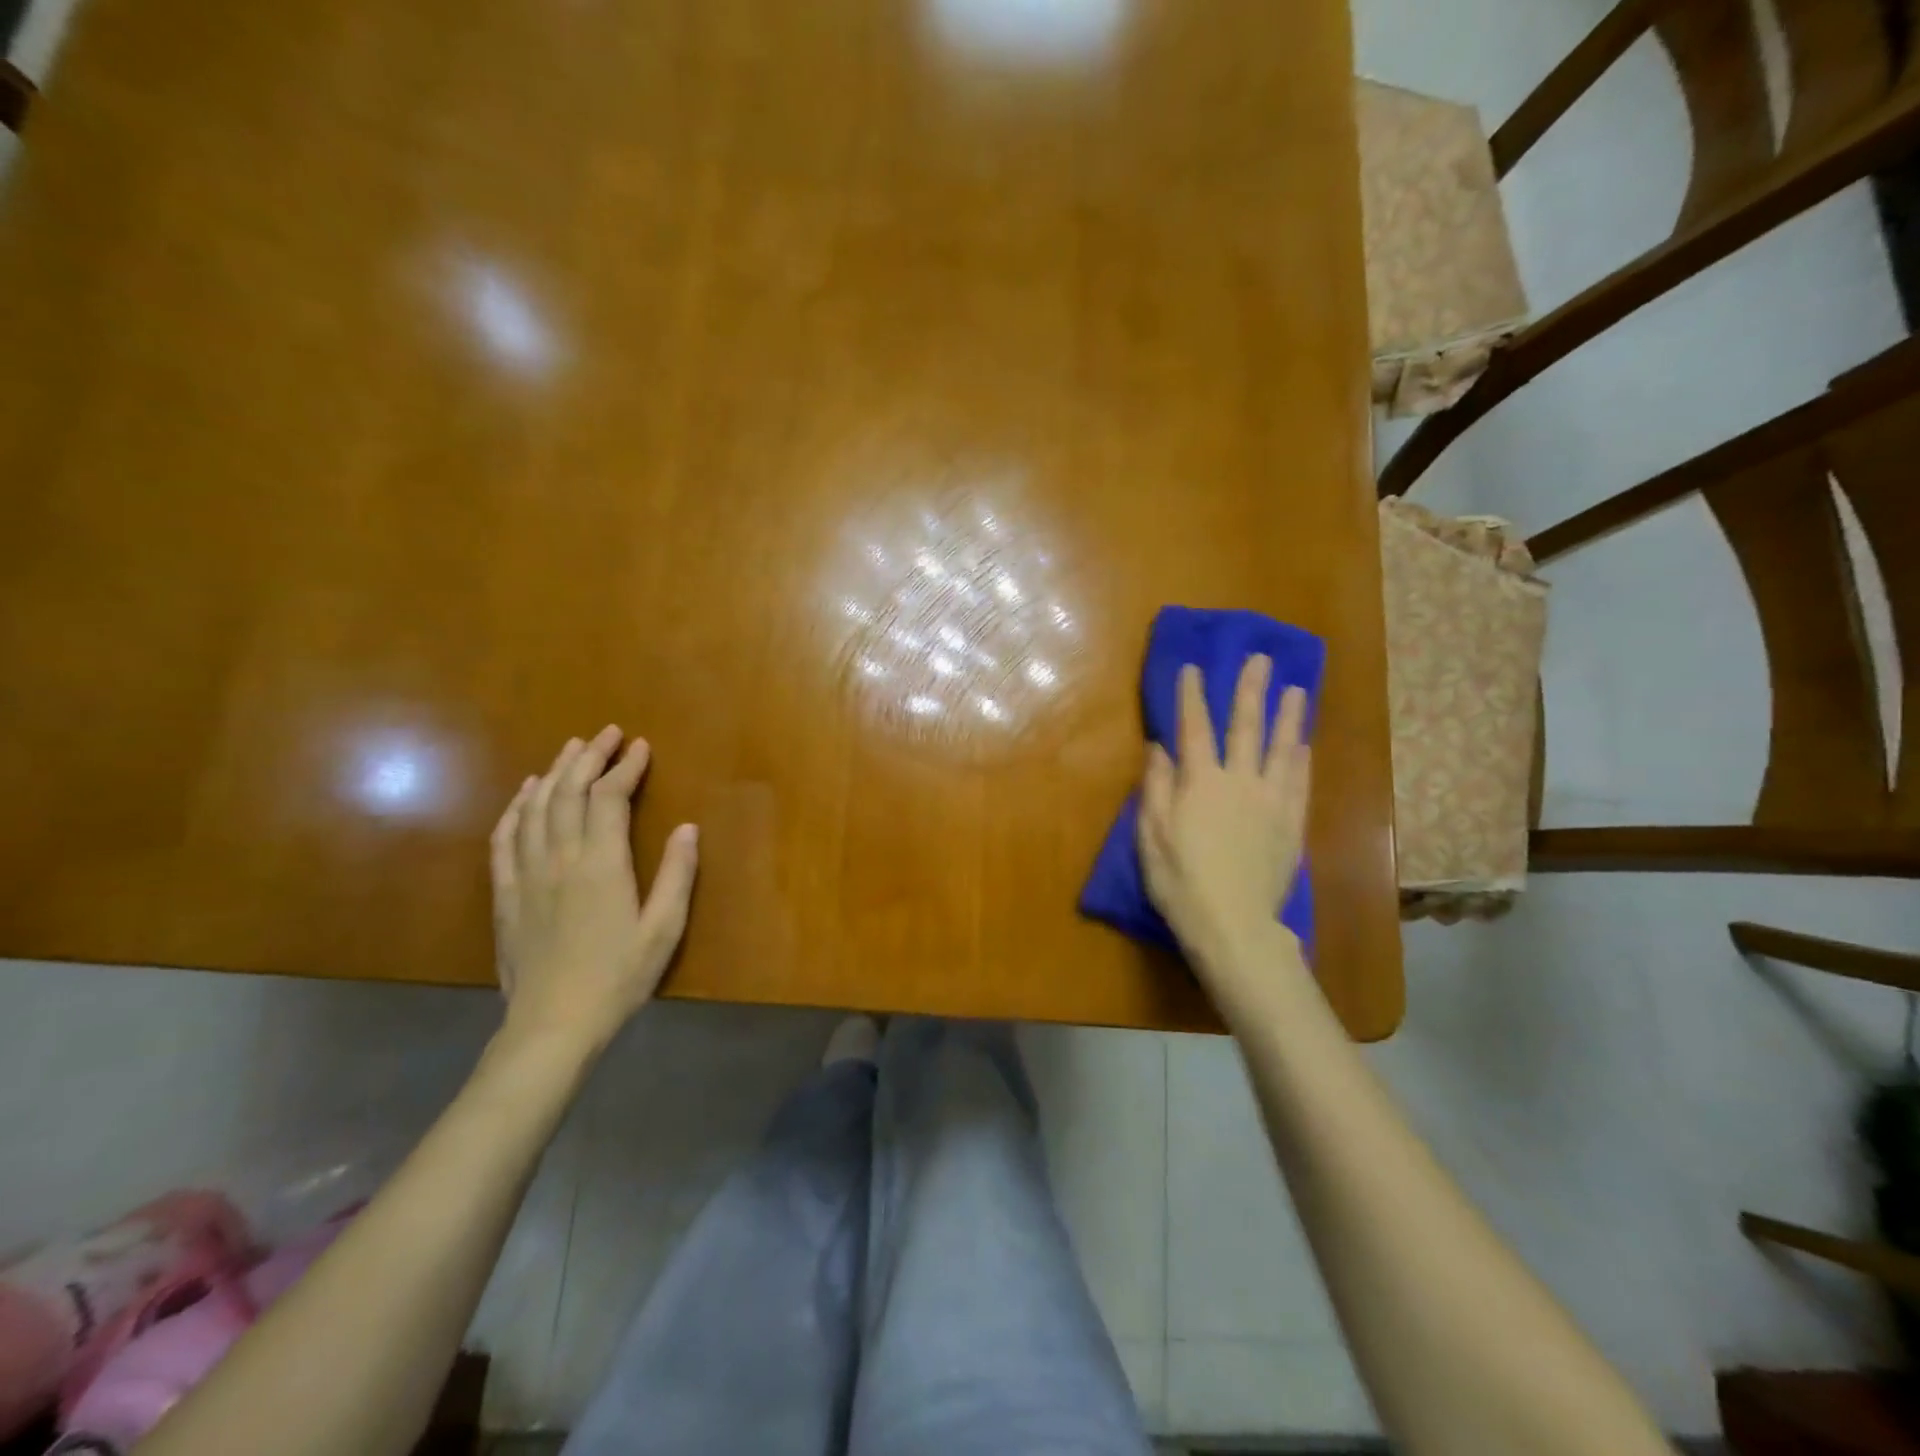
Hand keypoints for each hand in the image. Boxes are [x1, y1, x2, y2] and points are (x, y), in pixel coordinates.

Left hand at [490, 726, 698, 1052]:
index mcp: (602, 865)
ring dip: (554, 772)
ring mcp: (527, 874)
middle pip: (569, 792)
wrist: (552, 1026)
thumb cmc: (618, 978)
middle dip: (589, 756)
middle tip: (607, 733)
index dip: (625, 767)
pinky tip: (526, 792)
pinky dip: (516, 807)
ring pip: (536, 807)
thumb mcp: (663, 929)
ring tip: (571, 748)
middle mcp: (560, 858)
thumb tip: (688, 827)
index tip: (641, 746)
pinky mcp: (505, 893)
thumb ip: (677, 875)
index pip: (609, 798)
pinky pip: (505, 837)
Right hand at [1138, 655, 1310, 981]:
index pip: (1195, 728)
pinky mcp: (1291, 825)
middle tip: (1261, 660)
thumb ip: (1156, 788)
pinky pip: (1299, 783)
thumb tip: (1159, 748)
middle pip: (1246, 727)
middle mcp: (1240, 782)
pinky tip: (1302, 744)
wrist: (1233, 925)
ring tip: (1296, 690)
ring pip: (1281, 749)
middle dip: (1250, 691)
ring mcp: (1271, 802)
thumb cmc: (1180, 882)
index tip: (1193, 667)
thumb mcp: (1151, 836)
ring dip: (1288, 717)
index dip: (1192, 696)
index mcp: (1200, 782)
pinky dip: (1301, 760)